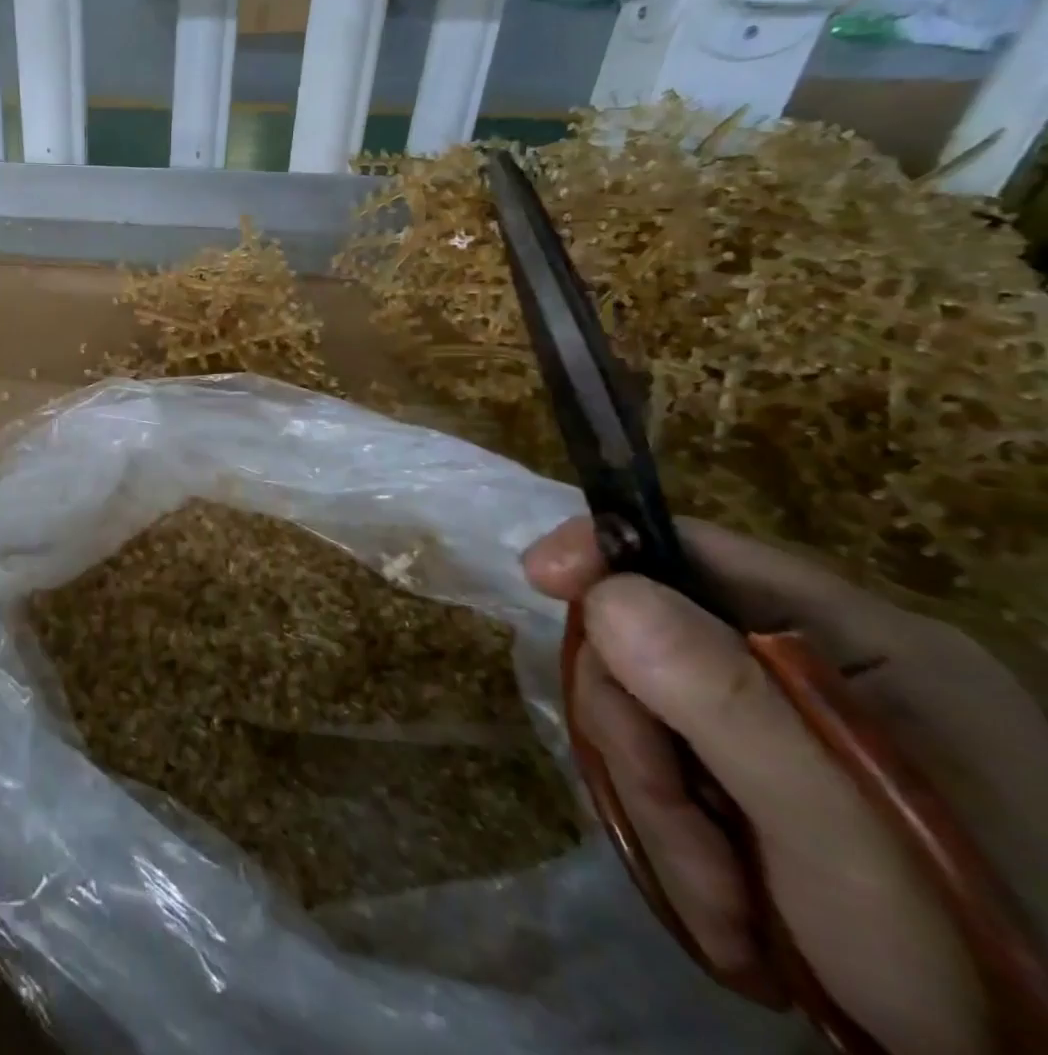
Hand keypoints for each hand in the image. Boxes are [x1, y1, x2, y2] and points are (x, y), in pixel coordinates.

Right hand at [524, 518, 1047, 1054]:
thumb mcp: (842, 832)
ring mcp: (784, 727)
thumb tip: (606, 593)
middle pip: (650, 642)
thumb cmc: (968, 957)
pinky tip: (727, 906)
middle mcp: (817, 670)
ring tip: (723, 903)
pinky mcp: (758, 779)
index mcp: (863, 644)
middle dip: (640, 737)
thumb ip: (728, 703)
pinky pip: (659, 763)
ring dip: (656, 803)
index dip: (608, 553)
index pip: (699, 549)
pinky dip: (670, 832)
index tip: (539, 578)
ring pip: (643, 711)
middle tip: (681, 830)